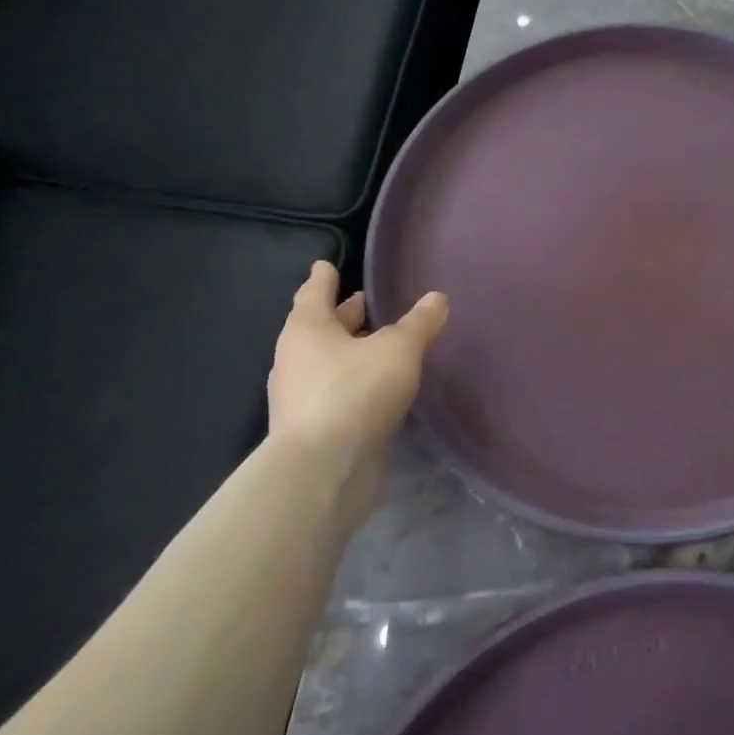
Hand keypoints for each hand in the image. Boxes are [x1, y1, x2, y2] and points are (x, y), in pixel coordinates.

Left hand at [267, 261, 447, 519]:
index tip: (325, 264)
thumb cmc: (356, 392)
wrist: (324, 470)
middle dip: (344, 316)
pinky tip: (380, 388)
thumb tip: (437, 298)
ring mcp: (301, 398)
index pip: (314, 293)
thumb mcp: (399, 349)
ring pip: (328, 362)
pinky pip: (337, 394)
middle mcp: (296, 360)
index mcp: (307, 330)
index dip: (324, 278)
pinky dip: (355, 384)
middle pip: (321, 328)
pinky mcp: (315, 430)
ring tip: (381, 346)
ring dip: (351, 352)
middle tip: (367, 304)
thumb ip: (419, 323)